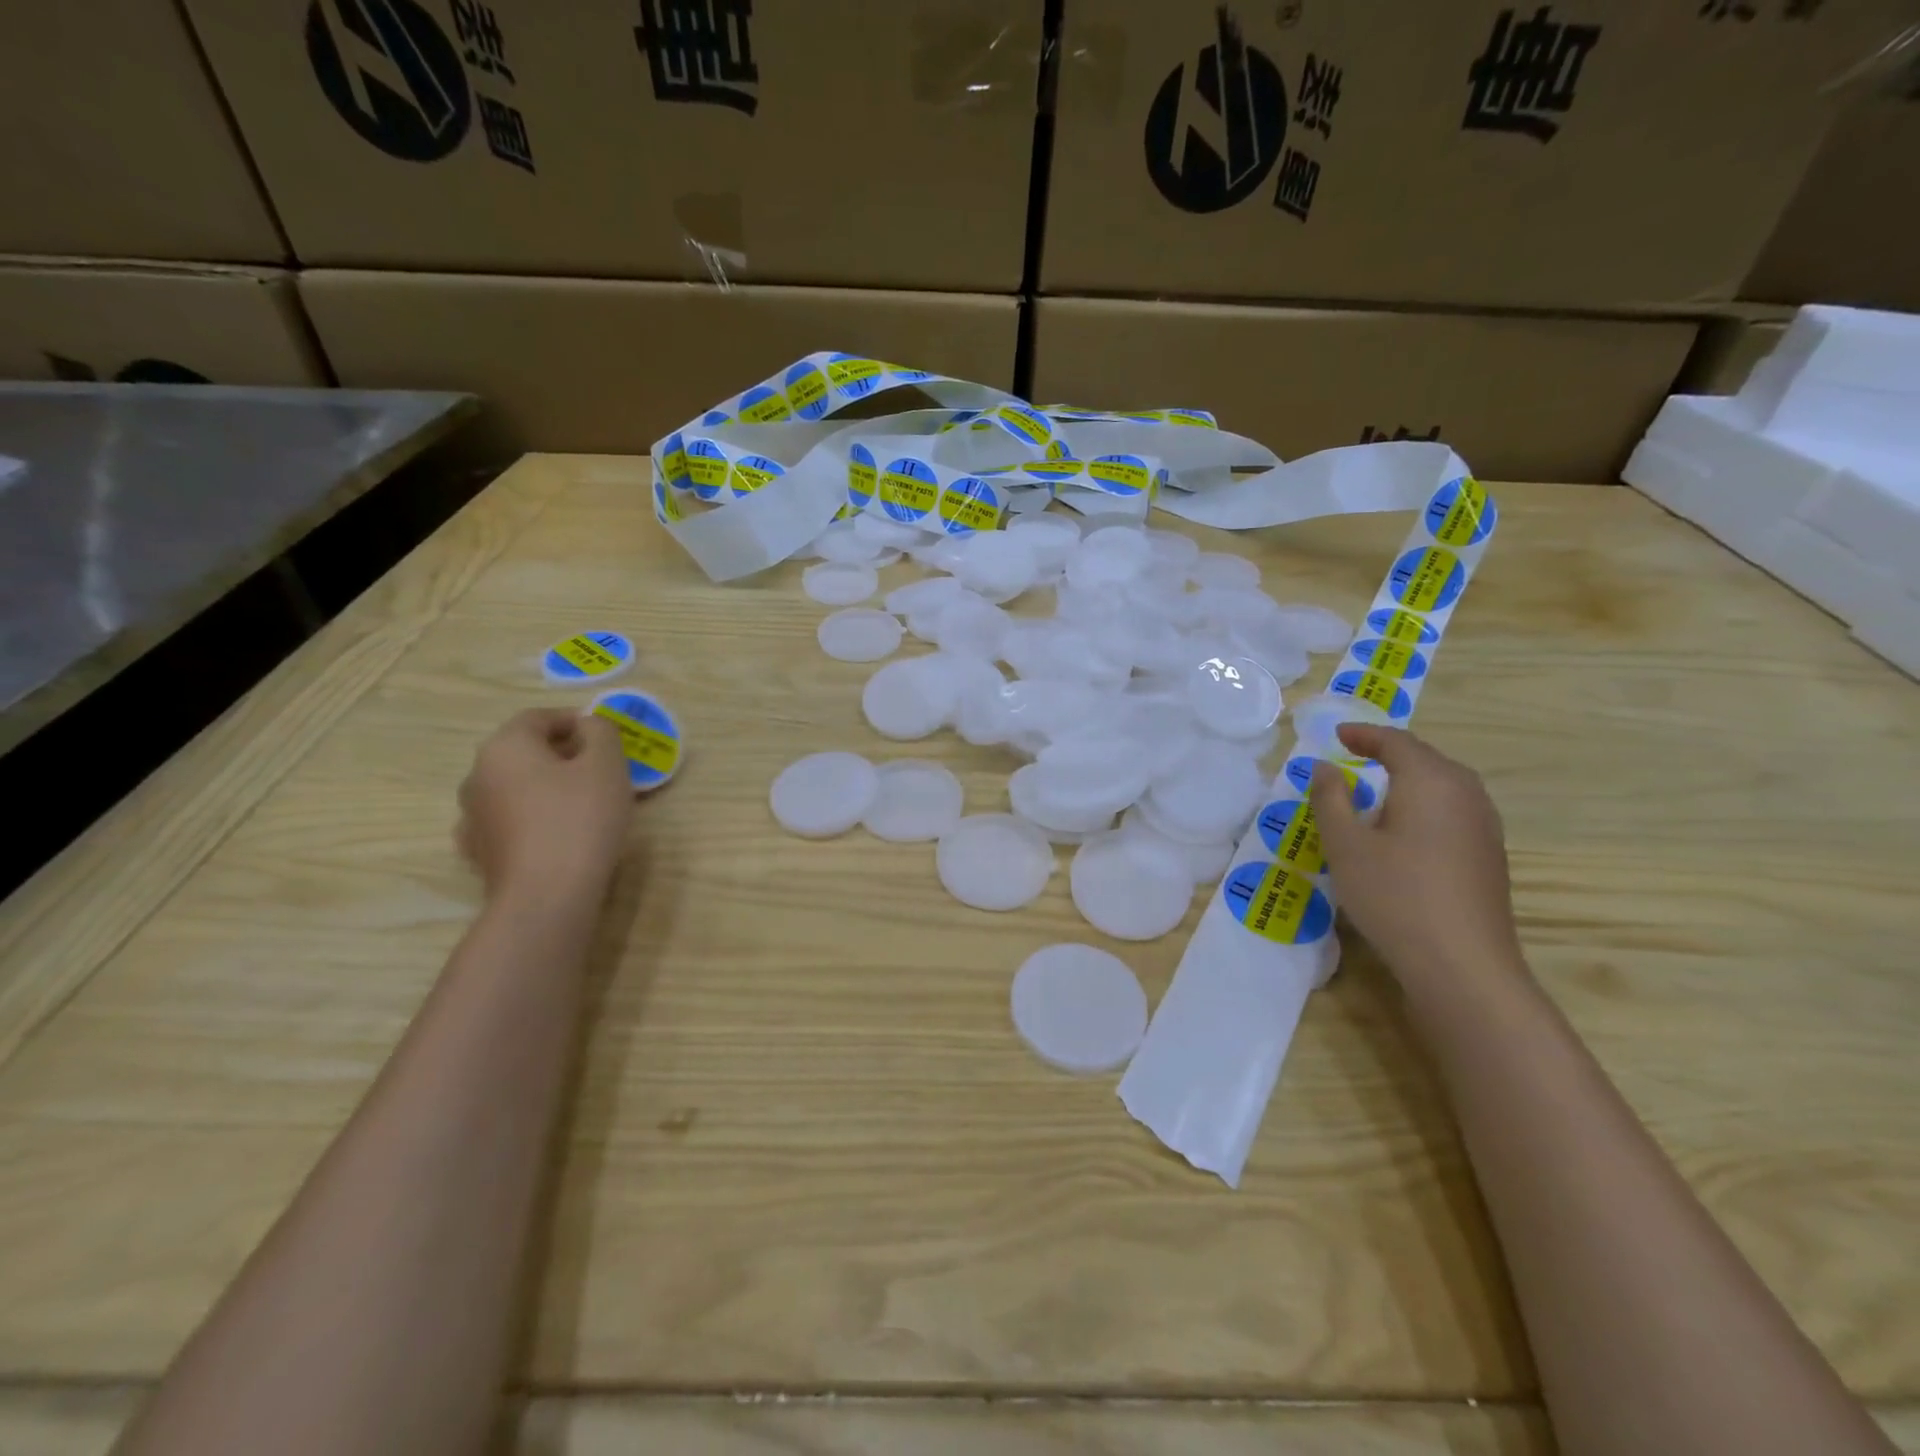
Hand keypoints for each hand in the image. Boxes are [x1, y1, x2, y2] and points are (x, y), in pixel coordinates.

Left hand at [457, 709, 632, 905]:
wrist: (547, 896)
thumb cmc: (581, 819)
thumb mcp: (607, 765)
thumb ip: (600, 732)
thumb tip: (588, 726)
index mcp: (505, 746)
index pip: (538, 717)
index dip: (574, 720)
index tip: (605, 737)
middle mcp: (477, 775)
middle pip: (524, 752)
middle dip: (563, 754)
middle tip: (601, 769)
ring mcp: (473, 816)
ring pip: (516, 787)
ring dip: (547, 787)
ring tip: (584, 804)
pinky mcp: (480, 851)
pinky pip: (511, 820)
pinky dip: (533, 818)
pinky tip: (557, 833)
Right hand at [1309, 723, 1523, 989]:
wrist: (1462, 965)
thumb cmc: (1394, 895)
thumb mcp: (1345, 845)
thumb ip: (1331, 798)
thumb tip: (1323, 767)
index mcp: (1431, 781)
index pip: (1396, 742)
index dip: (1364, 735)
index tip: (1337, 735)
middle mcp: (1466, 794)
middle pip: (1426, 759)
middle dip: (1389, 753)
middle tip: (1354, 757)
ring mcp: (1485, 825)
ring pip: (1443, 785)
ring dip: (1409, 779)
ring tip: (1376, 790)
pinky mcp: (1489, 855)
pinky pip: (1453, 811)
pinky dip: (1424, 805)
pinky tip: (1404, 830)